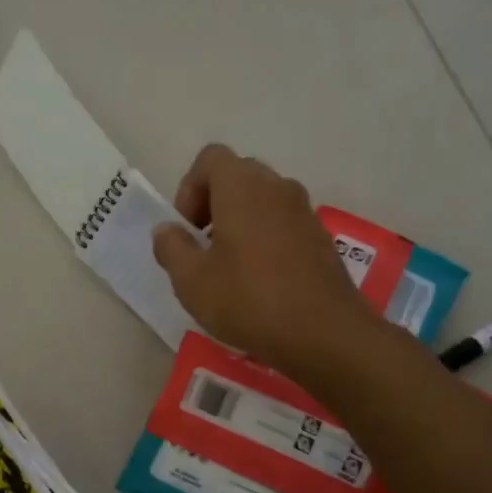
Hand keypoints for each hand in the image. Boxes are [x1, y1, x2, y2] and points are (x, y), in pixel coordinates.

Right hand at [152, 144, 369, 374]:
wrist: (324, 334)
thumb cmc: (249, 300)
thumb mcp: (191, 281)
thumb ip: (171, 247)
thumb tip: (167, 230)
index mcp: (242, 187)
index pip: (210, 158)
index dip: (190, 188)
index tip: (187, 228)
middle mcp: (277, 187)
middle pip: (238, 176)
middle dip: (213, 203)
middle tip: (203, 246)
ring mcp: (304, 211)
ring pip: (263, 200)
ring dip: (240, 221)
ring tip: (230, 266)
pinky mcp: (321, 237)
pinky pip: (283, 223)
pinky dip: (265, 238)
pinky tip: (260, 280)